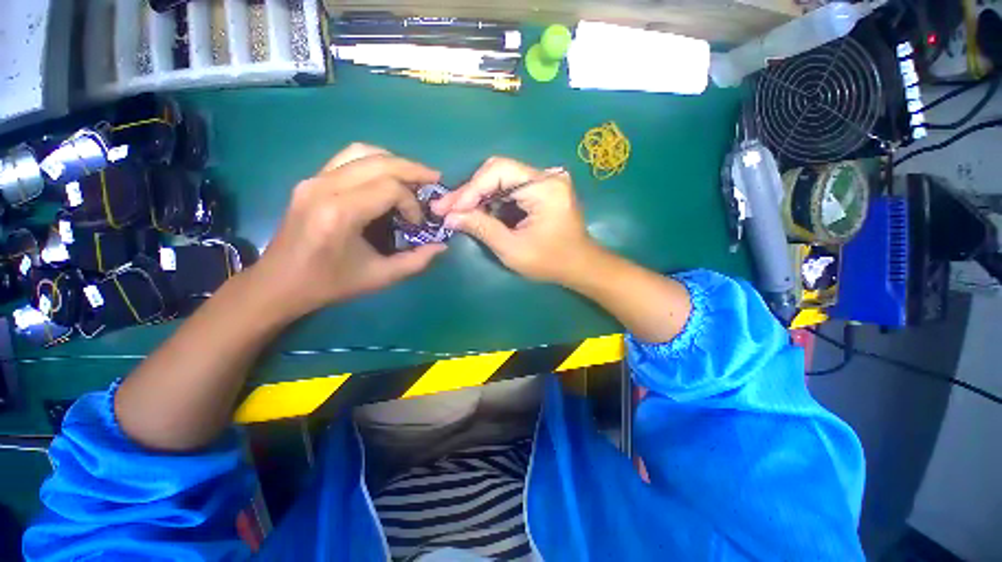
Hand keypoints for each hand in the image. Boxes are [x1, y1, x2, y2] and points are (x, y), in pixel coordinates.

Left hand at [251, 143, 445, 317]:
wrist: (279, 283)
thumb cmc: (330, 284)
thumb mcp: (380, 277)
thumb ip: (416, 261)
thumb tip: (442, 246)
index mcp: (340, 213)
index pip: (389, 188)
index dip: (411, 203)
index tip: (416, 224)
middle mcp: (324, 187)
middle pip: (379, 162)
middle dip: (412, 169)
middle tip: (434, 178)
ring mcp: (314, 179)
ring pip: (362, 152)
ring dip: (394, 160)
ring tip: (414, 175)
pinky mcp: (310, 180)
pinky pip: (347, 158)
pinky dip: (374, 161)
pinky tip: (388, 176)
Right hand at [432, 157, 601, 285]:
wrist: (580, 266)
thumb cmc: (550, 262)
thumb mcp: (512, 249)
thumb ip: (481, 228)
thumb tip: (450, 217)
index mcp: (544, 187)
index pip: (498, 172)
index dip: (470, 189)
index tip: (448, 209)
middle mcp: (546, 176)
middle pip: (498, 171)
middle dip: (470, 191)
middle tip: (446, 209)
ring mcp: (545, 181)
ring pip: (501, 179)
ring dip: (478, 196)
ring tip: (456, 212)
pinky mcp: (542, 190)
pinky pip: (510, 188)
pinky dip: (492, 200)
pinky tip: (477, 212)